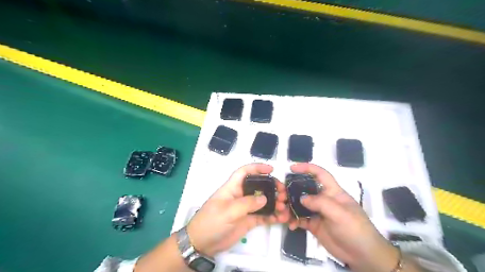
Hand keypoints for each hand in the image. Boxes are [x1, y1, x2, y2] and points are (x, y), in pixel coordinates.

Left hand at [187, 164, 289, 256]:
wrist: (203, 244)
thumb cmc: (211, 222)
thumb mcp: (227, 211)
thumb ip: (246, 204)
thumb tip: (264, 198)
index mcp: (232, 188)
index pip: (245, 172)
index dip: (257, 168)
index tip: (271, 169)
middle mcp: (241, 195)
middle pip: (259, 186)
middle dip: (272, 187)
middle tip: (283, 194)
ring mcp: (246, 208)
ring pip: (264, 201)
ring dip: (275, 203)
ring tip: (284, 209)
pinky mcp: (249, 220)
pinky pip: (263, 216)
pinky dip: (273, 216)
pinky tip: (281, 219)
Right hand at [287, 163, 397, 271]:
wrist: (363, 256)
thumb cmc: (356, 230)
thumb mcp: (340, 214)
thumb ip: (321, 203)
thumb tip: (301, 198)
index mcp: (333, 192)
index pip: (320, 174)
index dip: (307, 168)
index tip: (292, 168)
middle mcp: (324, 199)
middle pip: (305, 189)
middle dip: (292, 191)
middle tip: (281, 196)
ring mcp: (318, 212)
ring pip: (300, 205)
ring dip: (290, 207)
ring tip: (282, 213)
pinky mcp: (314, 225)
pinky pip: (300, 219)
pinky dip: (293, 220)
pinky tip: (290, 225)